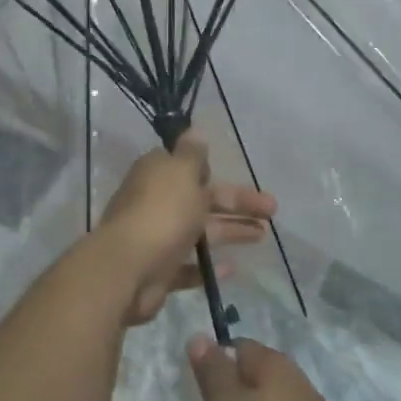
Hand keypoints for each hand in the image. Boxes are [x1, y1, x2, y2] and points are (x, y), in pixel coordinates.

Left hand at [99, 134, 276, 325]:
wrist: (128, 269)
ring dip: (230, 231)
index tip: (233, 174)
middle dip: (237, 203)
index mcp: (157, 175)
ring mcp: (156, 238)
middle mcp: (155, 203)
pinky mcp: (159, 270)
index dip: (211, 171)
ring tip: (263, 236)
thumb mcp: (181, 172)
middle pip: (202, 200)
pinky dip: (208, 267)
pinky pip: (188, 266)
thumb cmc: (162, 213)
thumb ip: (191, 153)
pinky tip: (231, 268)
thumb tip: (193, 130)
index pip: (187, 167)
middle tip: (272, 212)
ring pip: (199, 231)